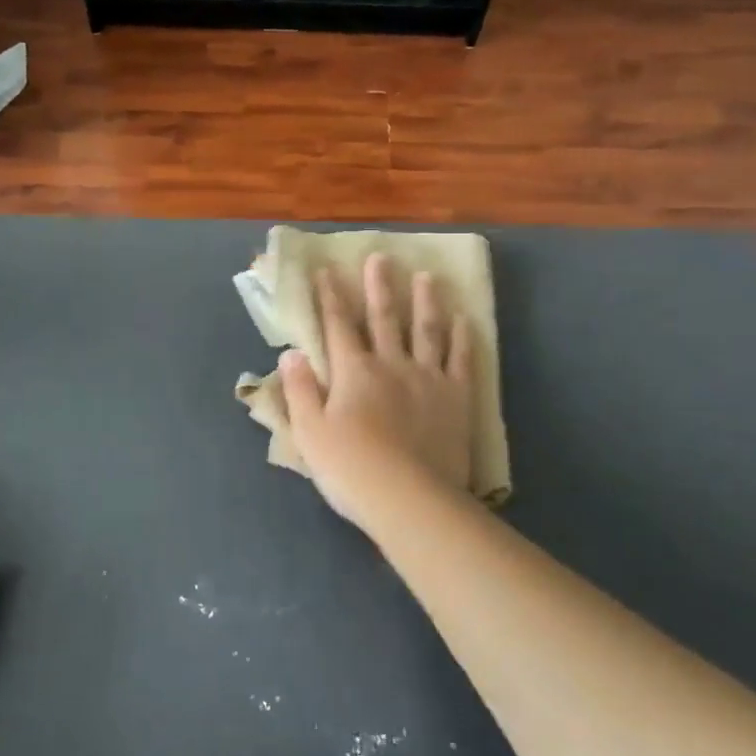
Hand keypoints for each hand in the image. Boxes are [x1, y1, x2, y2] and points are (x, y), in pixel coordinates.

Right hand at [281, 253, 474, 530]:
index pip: (338, 325)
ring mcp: (427, 378)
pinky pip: (460, 360)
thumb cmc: (350, 468)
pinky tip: (464, 320)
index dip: (330, 297)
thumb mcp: (309, 431)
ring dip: (425, 301)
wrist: (408, 498)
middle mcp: (390, 364)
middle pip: (384, 318)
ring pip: (426, 330)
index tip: (327, 270)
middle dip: (379, 286)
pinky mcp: (456, 398)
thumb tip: (291, 352)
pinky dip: (462, 338)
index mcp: (353, 371)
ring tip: (427, 277)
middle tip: (382, 257)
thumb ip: (299, 389)